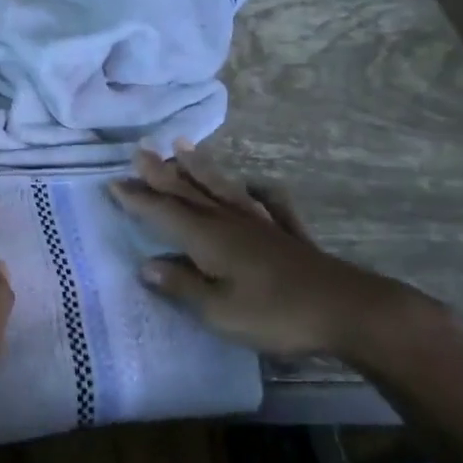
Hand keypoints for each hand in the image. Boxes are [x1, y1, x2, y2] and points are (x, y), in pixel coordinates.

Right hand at [108, 143, 438, 360]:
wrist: (348, 311)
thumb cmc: (275, 314)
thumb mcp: (218, 310)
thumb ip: (181, 286)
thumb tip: (145, 266)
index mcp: (208, 239)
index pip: (164, 213)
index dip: (138, 199)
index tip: (114, 183)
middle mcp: (230, 223)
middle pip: (190, 193)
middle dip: (162, 174)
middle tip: (141, 151)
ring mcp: (262, 225)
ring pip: (224, 190)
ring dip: (201, 169)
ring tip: (184, 148)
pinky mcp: (288, 235)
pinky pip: (269, 205)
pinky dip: (258, 192)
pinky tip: (255, 185)